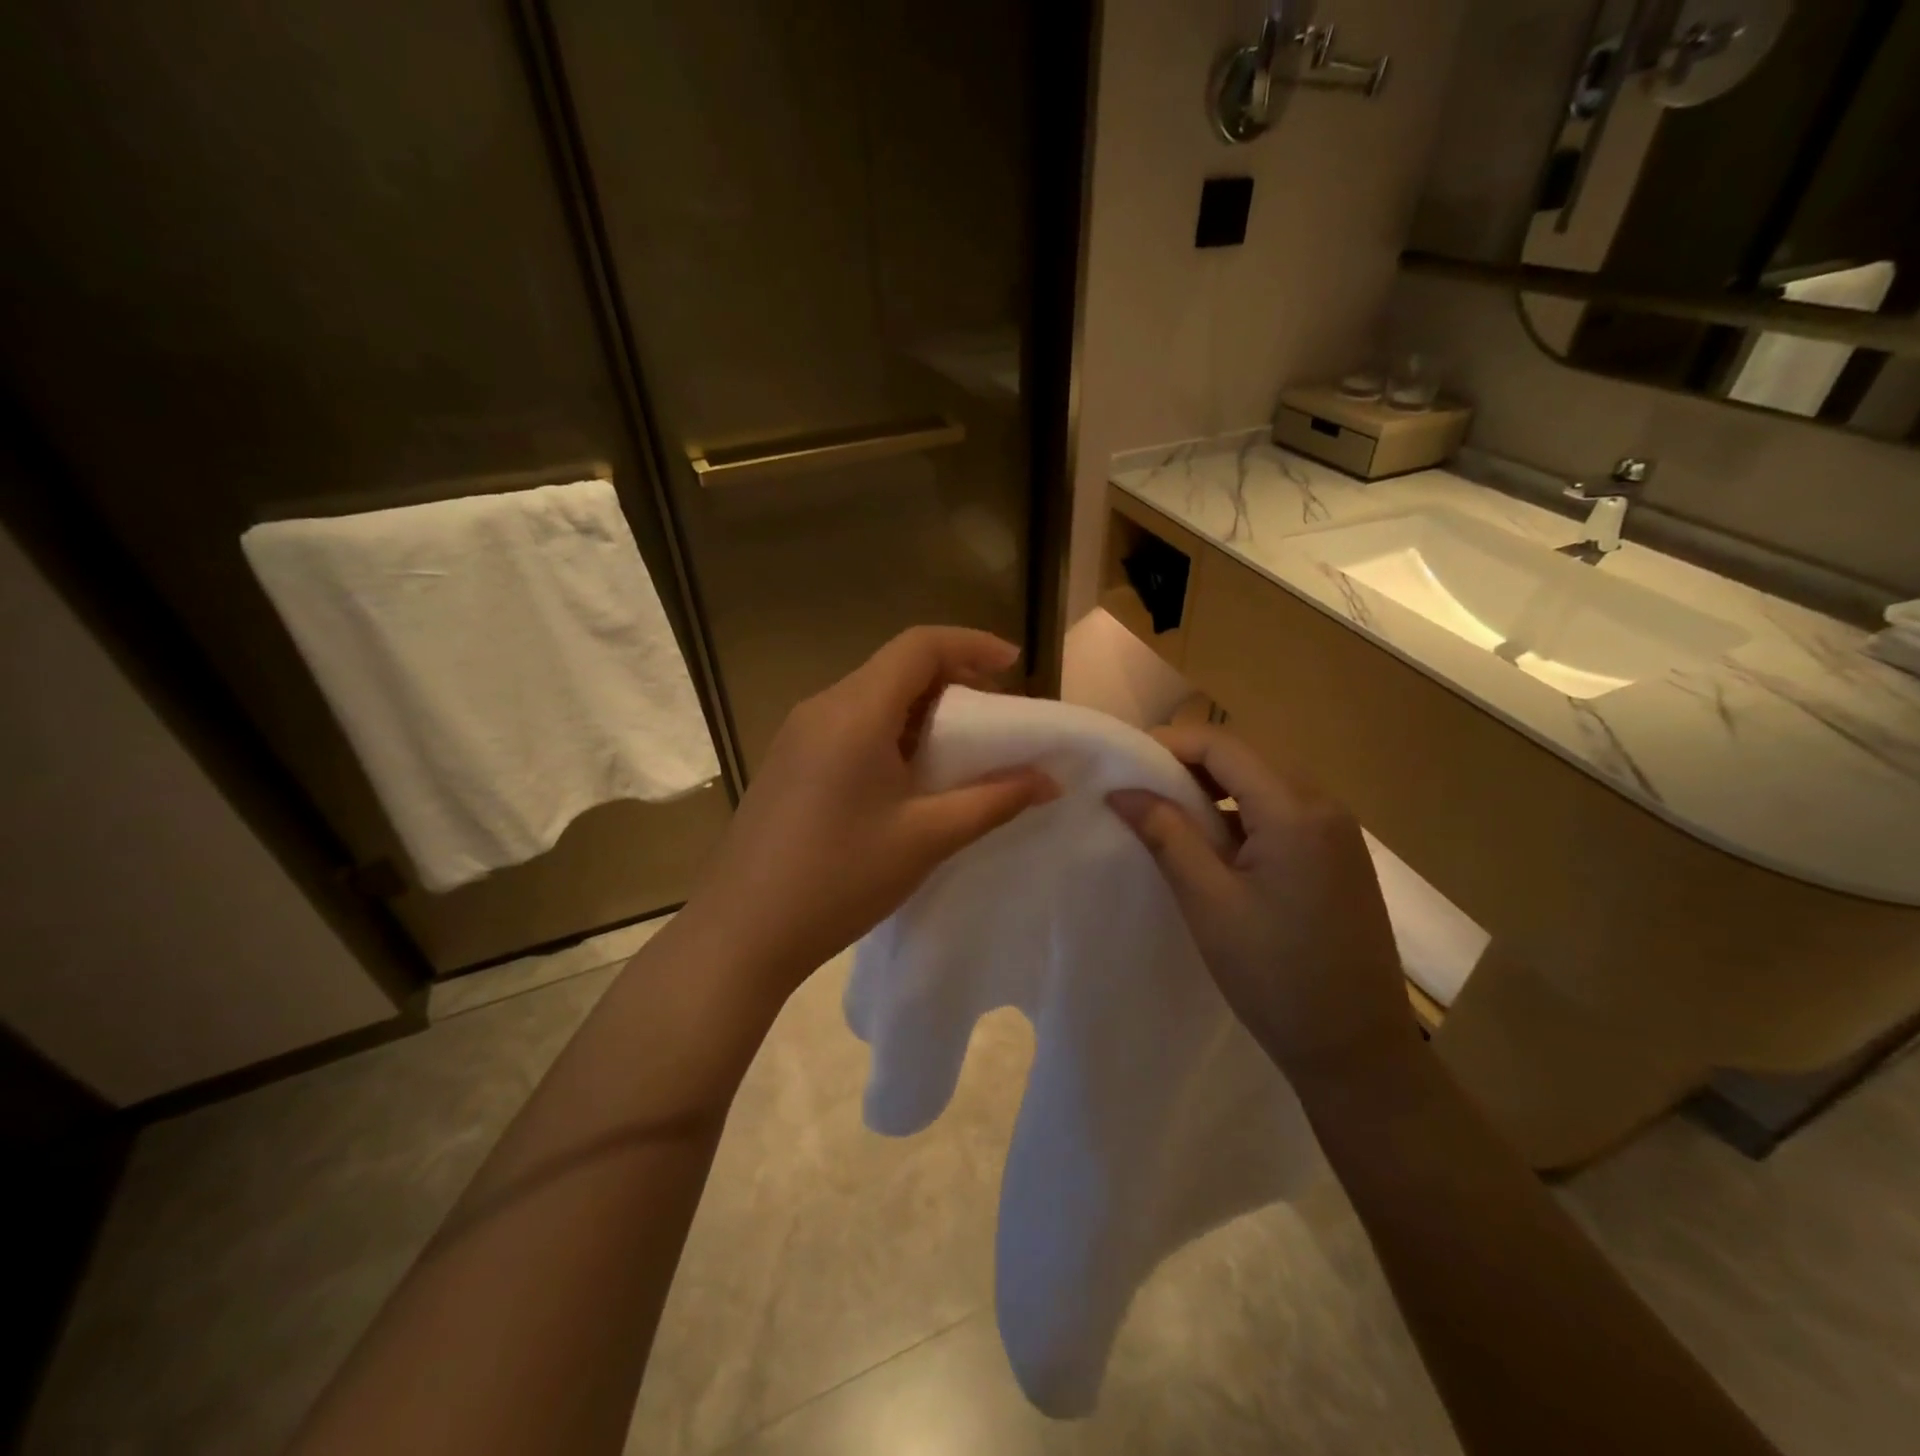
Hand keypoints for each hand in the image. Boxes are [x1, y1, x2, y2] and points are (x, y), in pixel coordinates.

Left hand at [683, 627, 1057, 993]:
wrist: (742, 932)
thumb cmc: (839, 879)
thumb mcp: (927, 838)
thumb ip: (994, 801)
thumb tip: (1048, 780)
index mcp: (855, 712)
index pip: (919, 646)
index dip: (972, 645)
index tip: (1015, 666)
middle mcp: (822, 707)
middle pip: (896, 667)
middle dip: (953, 679)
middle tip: (996, 716)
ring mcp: (797, 734)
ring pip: (872, 695)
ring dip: (921, 709)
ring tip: (959, 749)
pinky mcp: (788, 761)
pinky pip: (848, 723)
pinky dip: (890, 730)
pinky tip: (907, 776)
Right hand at [1107, 724, 1415, 1083]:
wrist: (1355, 1048)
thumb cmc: (1274, 975)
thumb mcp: (1208, 902)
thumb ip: (1166, 834)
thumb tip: (1122, 791)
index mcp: (1295, 811)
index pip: (1222, 746)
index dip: (1169, 743)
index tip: (1124, 763)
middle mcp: (1324, 806)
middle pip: (1245, 759)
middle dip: (1187, 765)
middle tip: (1139, 790)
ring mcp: (1338, 832)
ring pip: (1262, 785)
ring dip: (1213, 791)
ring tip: (1167, 817)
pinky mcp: (1339, 856)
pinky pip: (1281, 813)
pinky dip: (1240, 815)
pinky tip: (1213, 846)